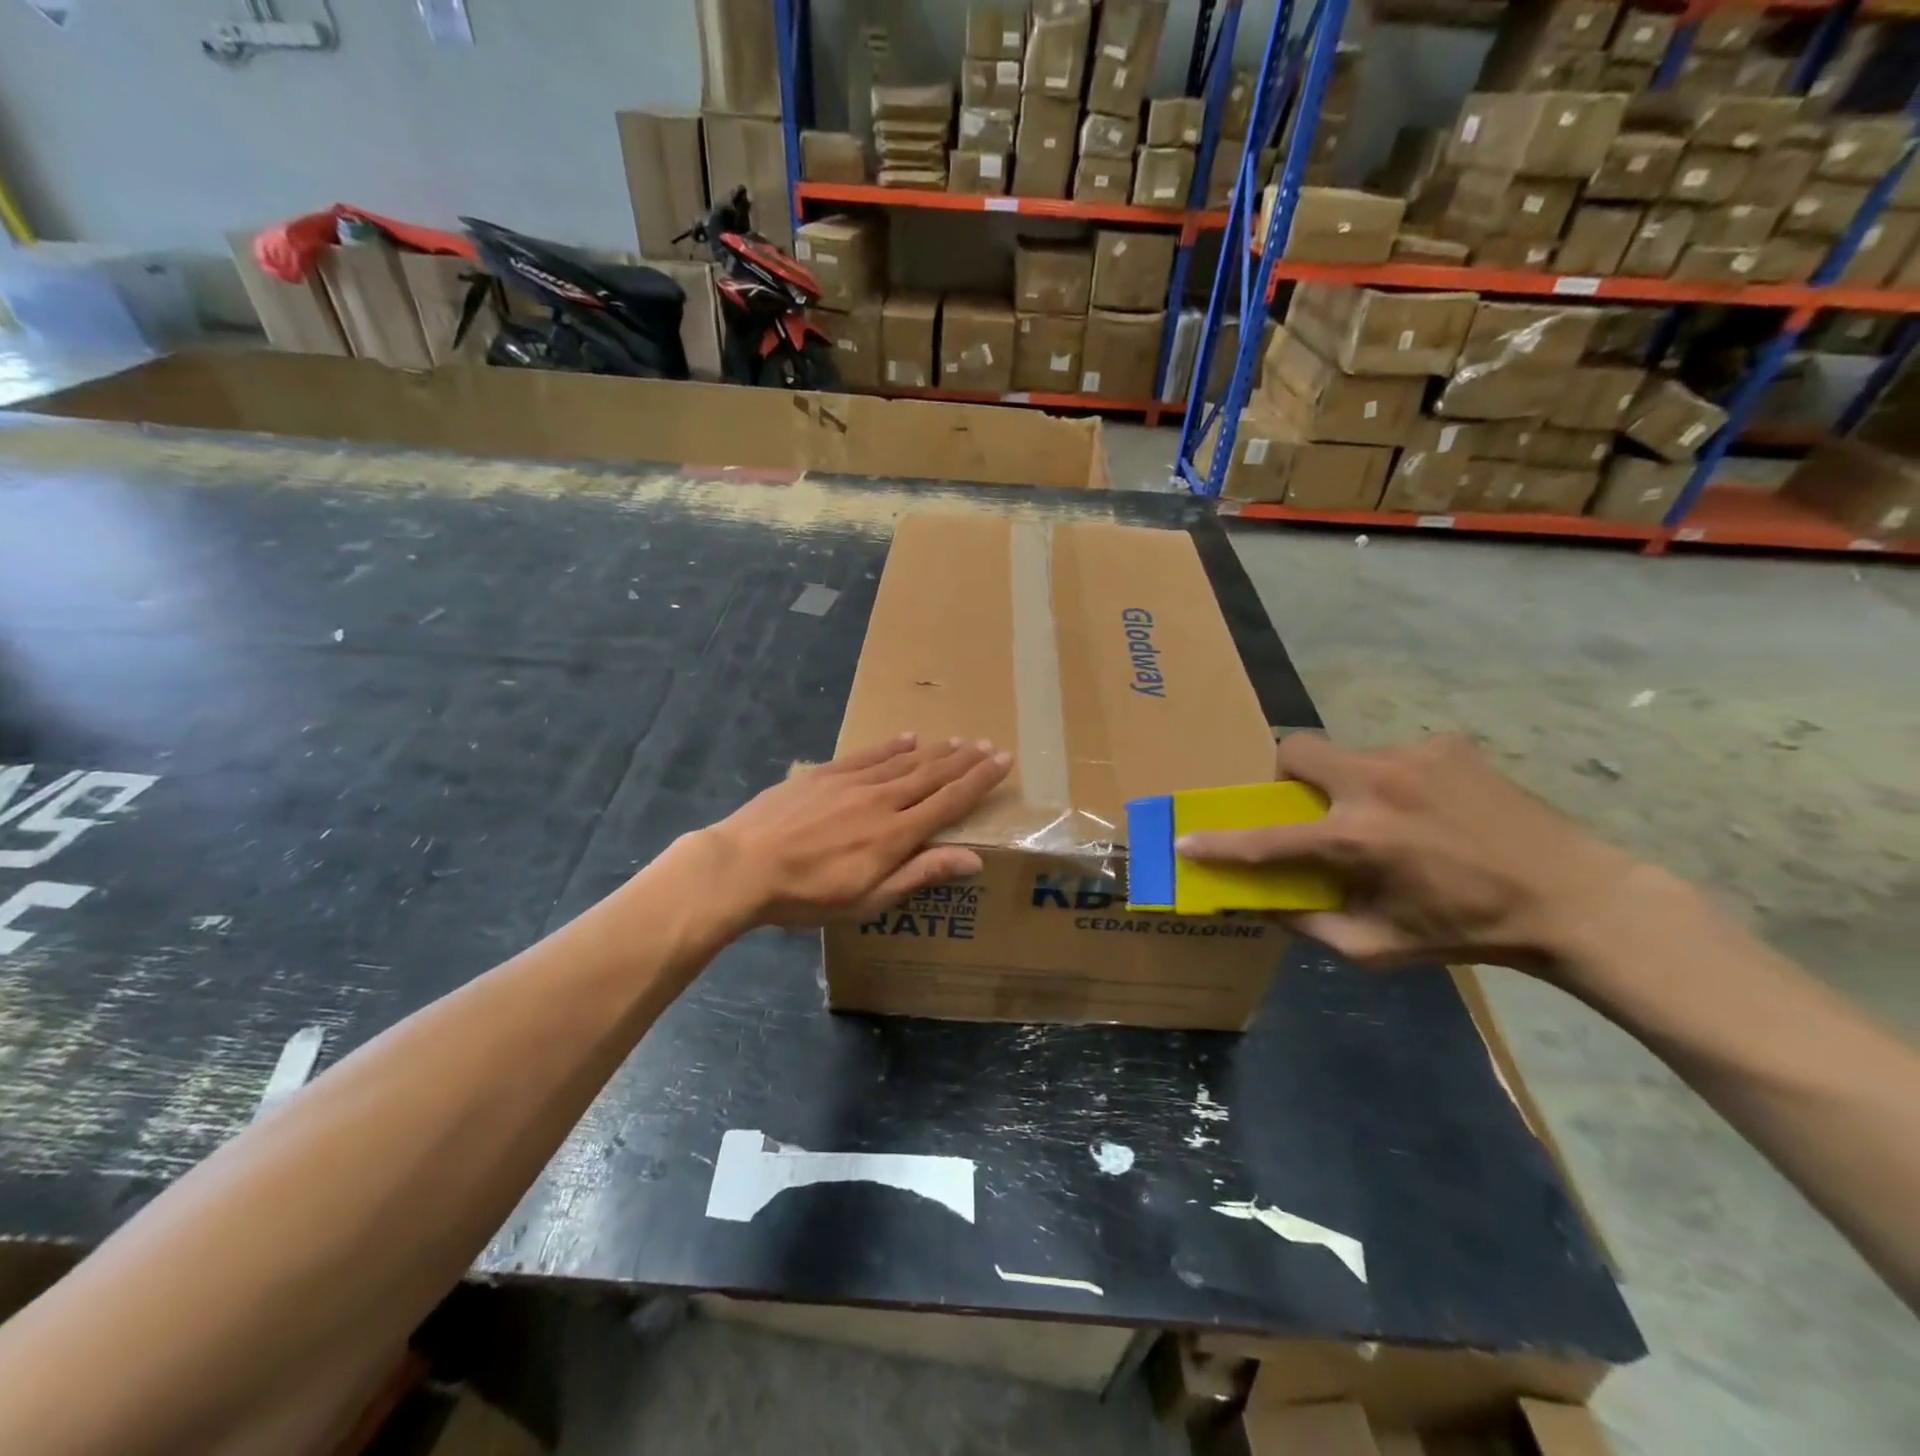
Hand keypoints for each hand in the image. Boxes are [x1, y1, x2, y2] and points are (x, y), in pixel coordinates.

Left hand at [698, 734, 1013, 929]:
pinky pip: (868, 755)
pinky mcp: (825, 774)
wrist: (743, 865)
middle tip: (989, 744)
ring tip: (958, 740)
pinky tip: (906, 739)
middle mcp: (882, 799)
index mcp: (897, 834)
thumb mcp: (869, 900)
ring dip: (934, 751)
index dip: (979, 780)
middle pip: (932, 775)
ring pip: (904, 761)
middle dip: (965, 760)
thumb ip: (920, 874)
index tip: (1003, 760)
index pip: (950, 800)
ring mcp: (852, 782)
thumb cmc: (808, 895)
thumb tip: (972, 858)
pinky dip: (891, 746)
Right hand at [1176, 732, 1639, 972]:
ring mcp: (1413, 755)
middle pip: (1295, 750)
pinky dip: (1393, 781)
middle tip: (1306, 806)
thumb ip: (1308, 924)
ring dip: (1346, 783)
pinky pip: (1393, 755)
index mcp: (1356, 840)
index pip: (1265, 839)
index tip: (1186, 839)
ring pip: (1346, 754)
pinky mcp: (1447, 744)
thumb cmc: (1467, 932)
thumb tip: (1257, 901)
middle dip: (1284, 776)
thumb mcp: (1377, 947)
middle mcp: (1375, 784)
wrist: (1573, 897)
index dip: (1219, 842)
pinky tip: (1429, 811)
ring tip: (1386, 818)